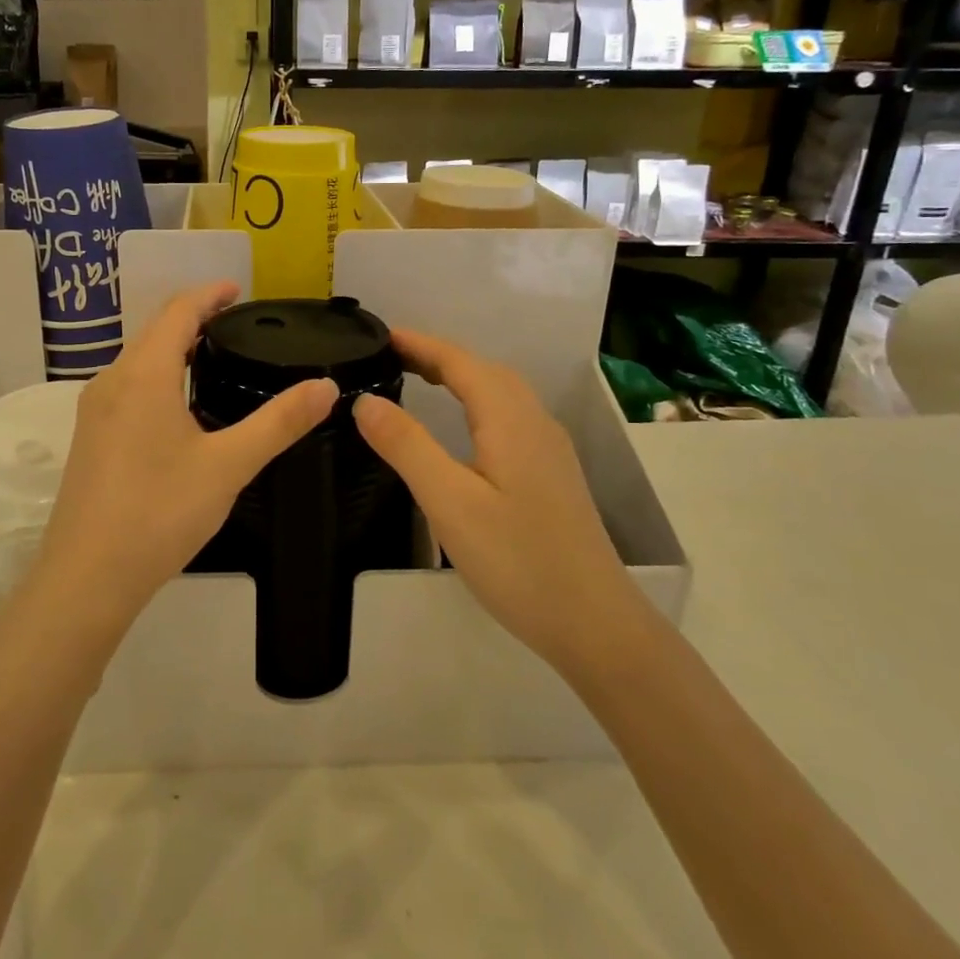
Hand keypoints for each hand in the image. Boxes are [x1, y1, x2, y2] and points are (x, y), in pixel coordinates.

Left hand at [30, 282, 337, 630]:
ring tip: (212, 357)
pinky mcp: (89, 439)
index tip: (238, 289)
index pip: (177, 312)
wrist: (87, 576)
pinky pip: (127, 387)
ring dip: (173, 348)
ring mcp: (94, 412)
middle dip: (193, 318)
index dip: (208, 294)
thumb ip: (279, 422)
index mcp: (144, 375)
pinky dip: (157, 376)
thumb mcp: (229, 465)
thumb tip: (326, 387)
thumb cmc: (160, 512)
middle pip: (154, 332)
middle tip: (236, 323)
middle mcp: (112, 382)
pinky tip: (179, 407)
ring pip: (138, 361)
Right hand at [353, 330, 641, 674]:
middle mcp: (535, 423)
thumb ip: (406, 446)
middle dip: (438, 355)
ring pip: (501, 393)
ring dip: (460, 376)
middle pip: (484, 370)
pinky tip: (464, 426)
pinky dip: (477, 402)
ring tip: (420, 379)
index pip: (460, 362)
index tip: (381, 335)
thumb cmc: (517, 561)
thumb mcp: (449, 503)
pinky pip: (509, 416)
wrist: (595, 623)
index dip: (420, 344)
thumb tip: (364, 401)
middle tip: (391, 356)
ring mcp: (549, 449)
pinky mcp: (552, 474)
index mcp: (511, 420)